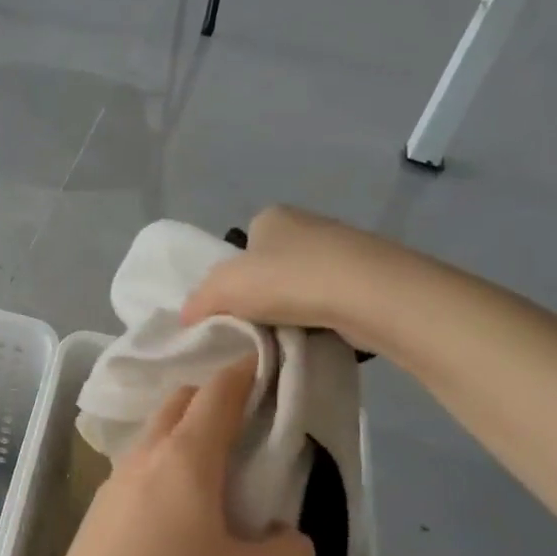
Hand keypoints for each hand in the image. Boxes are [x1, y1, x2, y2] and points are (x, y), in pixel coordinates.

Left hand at [41, 359, 314, 555]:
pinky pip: (137, 470)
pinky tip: (175, 514)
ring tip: (213, 474)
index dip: (244, 373)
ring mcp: (114, 480)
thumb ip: (286, 553)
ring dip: (183, 435)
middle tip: (245, 425)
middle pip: (180, 402)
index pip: (218, 392)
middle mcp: (146, 455)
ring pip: (154, 435)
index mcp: (187, 456)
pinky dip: (162, 469)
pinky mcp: (97, 510)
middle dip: (212, 398)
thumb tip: (290, 537)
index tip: (266, 366)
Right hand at [180, 204, 408, 353]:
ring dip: (294, 310)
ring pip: (303, 286)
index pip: (242, 248)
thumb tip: (187, 318)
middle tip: (256, 329)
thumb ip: (198, 300)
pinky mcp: (369, 277)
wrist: (369, 295)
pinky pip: (332, 301)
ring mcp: (342, 249)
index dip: (233, 280)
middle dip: (264, 296)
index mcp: (271, 216)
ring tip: (287, 338)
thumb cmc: (288, 280)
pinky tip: (317, 336)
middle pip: (272, 267)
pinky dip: (322, 319)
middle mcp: (307, 224)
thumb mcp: (224, 288)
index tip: (233, 310)